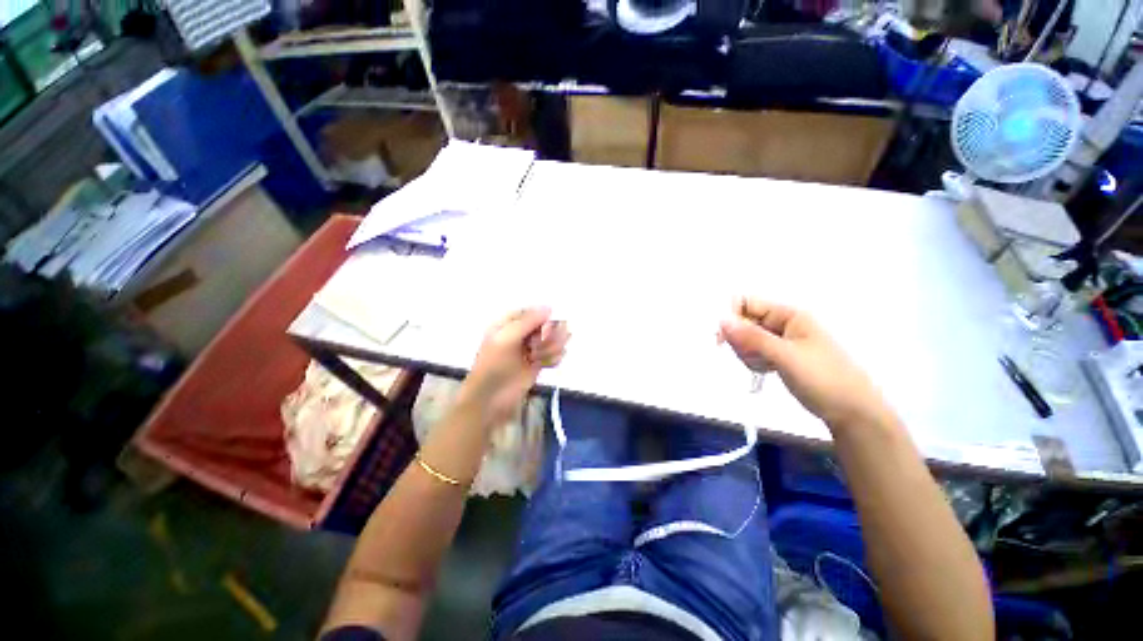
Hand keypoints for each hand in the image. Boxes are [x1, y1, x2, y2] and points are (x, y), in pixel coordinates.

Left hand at [460, 307, 569, 426]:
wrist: (490, 401)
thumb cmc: (493, 367)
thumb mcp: (506, 339)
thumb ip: (527, 321)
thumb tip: (549, 307)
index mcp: (509, 323)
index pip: (533, 311)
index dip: (543, 318)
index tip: (545, 329)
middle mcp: (522, 333)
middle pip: (547, 324)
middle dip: (549, 334)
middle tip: (540, 346)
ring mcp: (531, 348)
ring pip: (554, 338)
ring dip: (552, 347)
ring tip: (540, 358)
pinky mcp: (539, 363)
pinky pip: (556, 353)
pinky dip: (554, 358)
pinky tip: (546, 365)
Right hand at [718, 297, 895, 429]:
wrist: (852, 412)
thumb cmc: (824, 379)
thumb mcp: (786, 356)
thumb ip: (752, 338)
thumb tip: (722, 321)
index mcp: (788, 315)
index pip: (747, 303)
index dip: (731, 316)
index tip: (722, 338)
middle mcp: (782, 323)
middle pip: (743, 321)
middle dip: (740, 340)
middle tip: (752, 357)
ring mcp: (780, 340)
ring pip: (746, 339)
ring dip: (746, 353)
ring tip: (764, 366)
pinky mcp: (778, 356)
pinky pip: (753, 352)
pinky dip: (753, 361)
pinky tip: (765, 370)